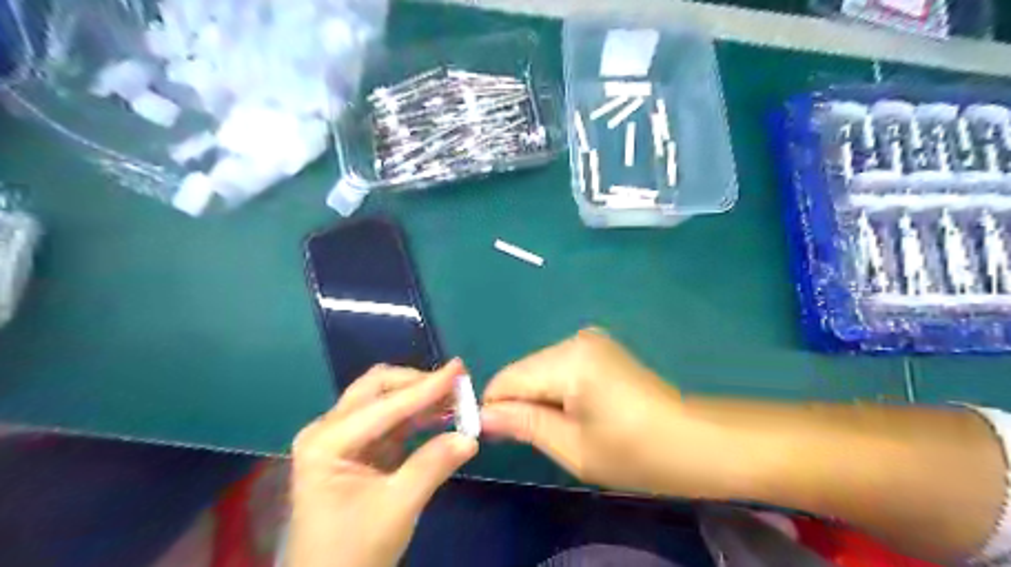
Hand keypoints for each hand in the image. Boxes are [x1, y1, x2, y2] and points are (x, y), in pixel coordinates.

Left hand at [287, 364, 478, 566]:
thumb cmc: (353, 552)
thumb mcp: (397, 509)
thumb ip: (432, 466)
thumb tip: (470, 436)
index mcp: (327, 442)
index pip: (385, 405)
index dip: (426, 386)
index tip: (459, 369)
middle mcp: (329, 429)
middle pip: (378, 388)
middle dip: (418, 384)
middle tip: (457, 385)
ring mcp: (341, 436)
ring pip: (384, 399)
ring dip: (420, 396)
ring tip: (456, 398)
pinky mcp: (356, 447)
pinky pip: (389, 418)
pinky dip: (416, 413)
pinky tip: (440, 415)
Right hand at [482, 330, 685, 493]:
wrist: (695, 441)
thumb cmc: (635, 453)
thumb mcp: (572, 447)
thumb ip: (523, 424)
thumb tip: (481, 416)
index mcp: (569, 361)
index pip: (507, 379)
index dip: (493, 408)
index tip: (495, 438)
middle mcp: (575, 340)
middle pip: (523, 371)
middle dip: (518, 404)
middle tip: (530, 440)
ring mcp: (590, 341)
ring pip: (539, 369)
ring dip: (538, 398)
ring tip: (560, 429)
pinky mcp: (600, 348)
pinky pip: (559, 367)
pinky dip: (556, 391)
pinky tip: (575, 413)